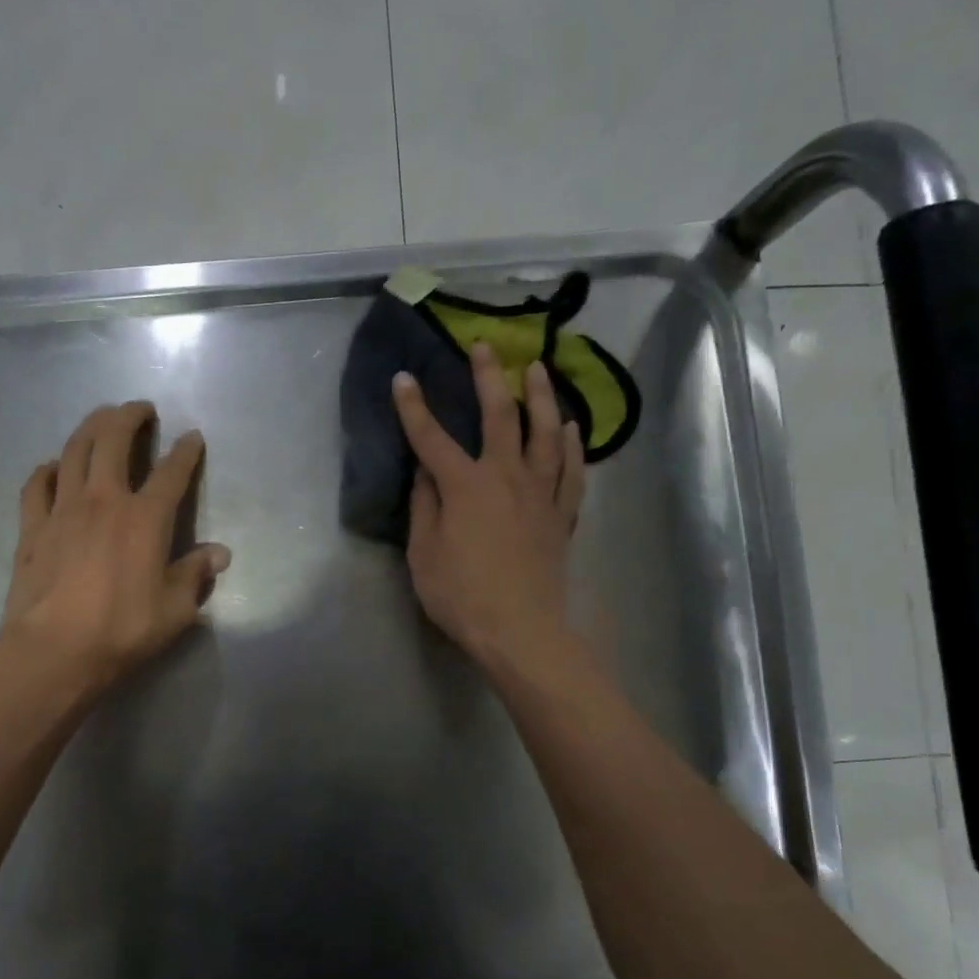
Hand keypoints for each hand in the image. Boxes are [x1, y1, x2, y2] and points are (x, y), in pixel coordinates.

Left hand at [0, 401, 230, 697]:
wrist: (54, 651)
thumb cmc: (122, 631)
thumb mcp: (175, 610)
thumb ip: (195, 575)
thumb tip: (219, 554)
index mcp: (145, 519)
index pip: (171, 473)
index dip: (185, 451)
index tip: (193, 437)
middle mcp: (104, 500)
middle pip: (114, 440)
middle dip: (129, 416)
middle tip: (141, 409)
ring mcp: (63, 509)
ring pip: (74, 450)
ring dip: (90, 427)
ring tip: (101, 419)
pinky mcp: (32, 527)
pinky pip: (37, 484)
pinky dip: (47, 469)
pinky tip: (53, 468)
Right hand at [392, 345, 584, 669]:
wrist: (521, 630)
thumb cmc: (462, 596)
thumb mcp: (424, 554)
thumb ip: (424, 507)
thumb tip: (425, 472)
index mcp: (464, 486)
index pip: (432, 438)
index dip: (414, 407)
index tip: (404, 378)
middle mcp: (505, 477)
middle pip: (500, 416)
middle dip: (488, 378)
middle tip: (484, 347)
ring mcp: (540, 493)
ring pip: (546, 433)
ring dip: (542, 397)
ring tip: (539, 369)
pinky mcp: (561, 514)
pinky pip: (571, 470)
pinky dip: (573, 444)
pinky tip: (572, 426)